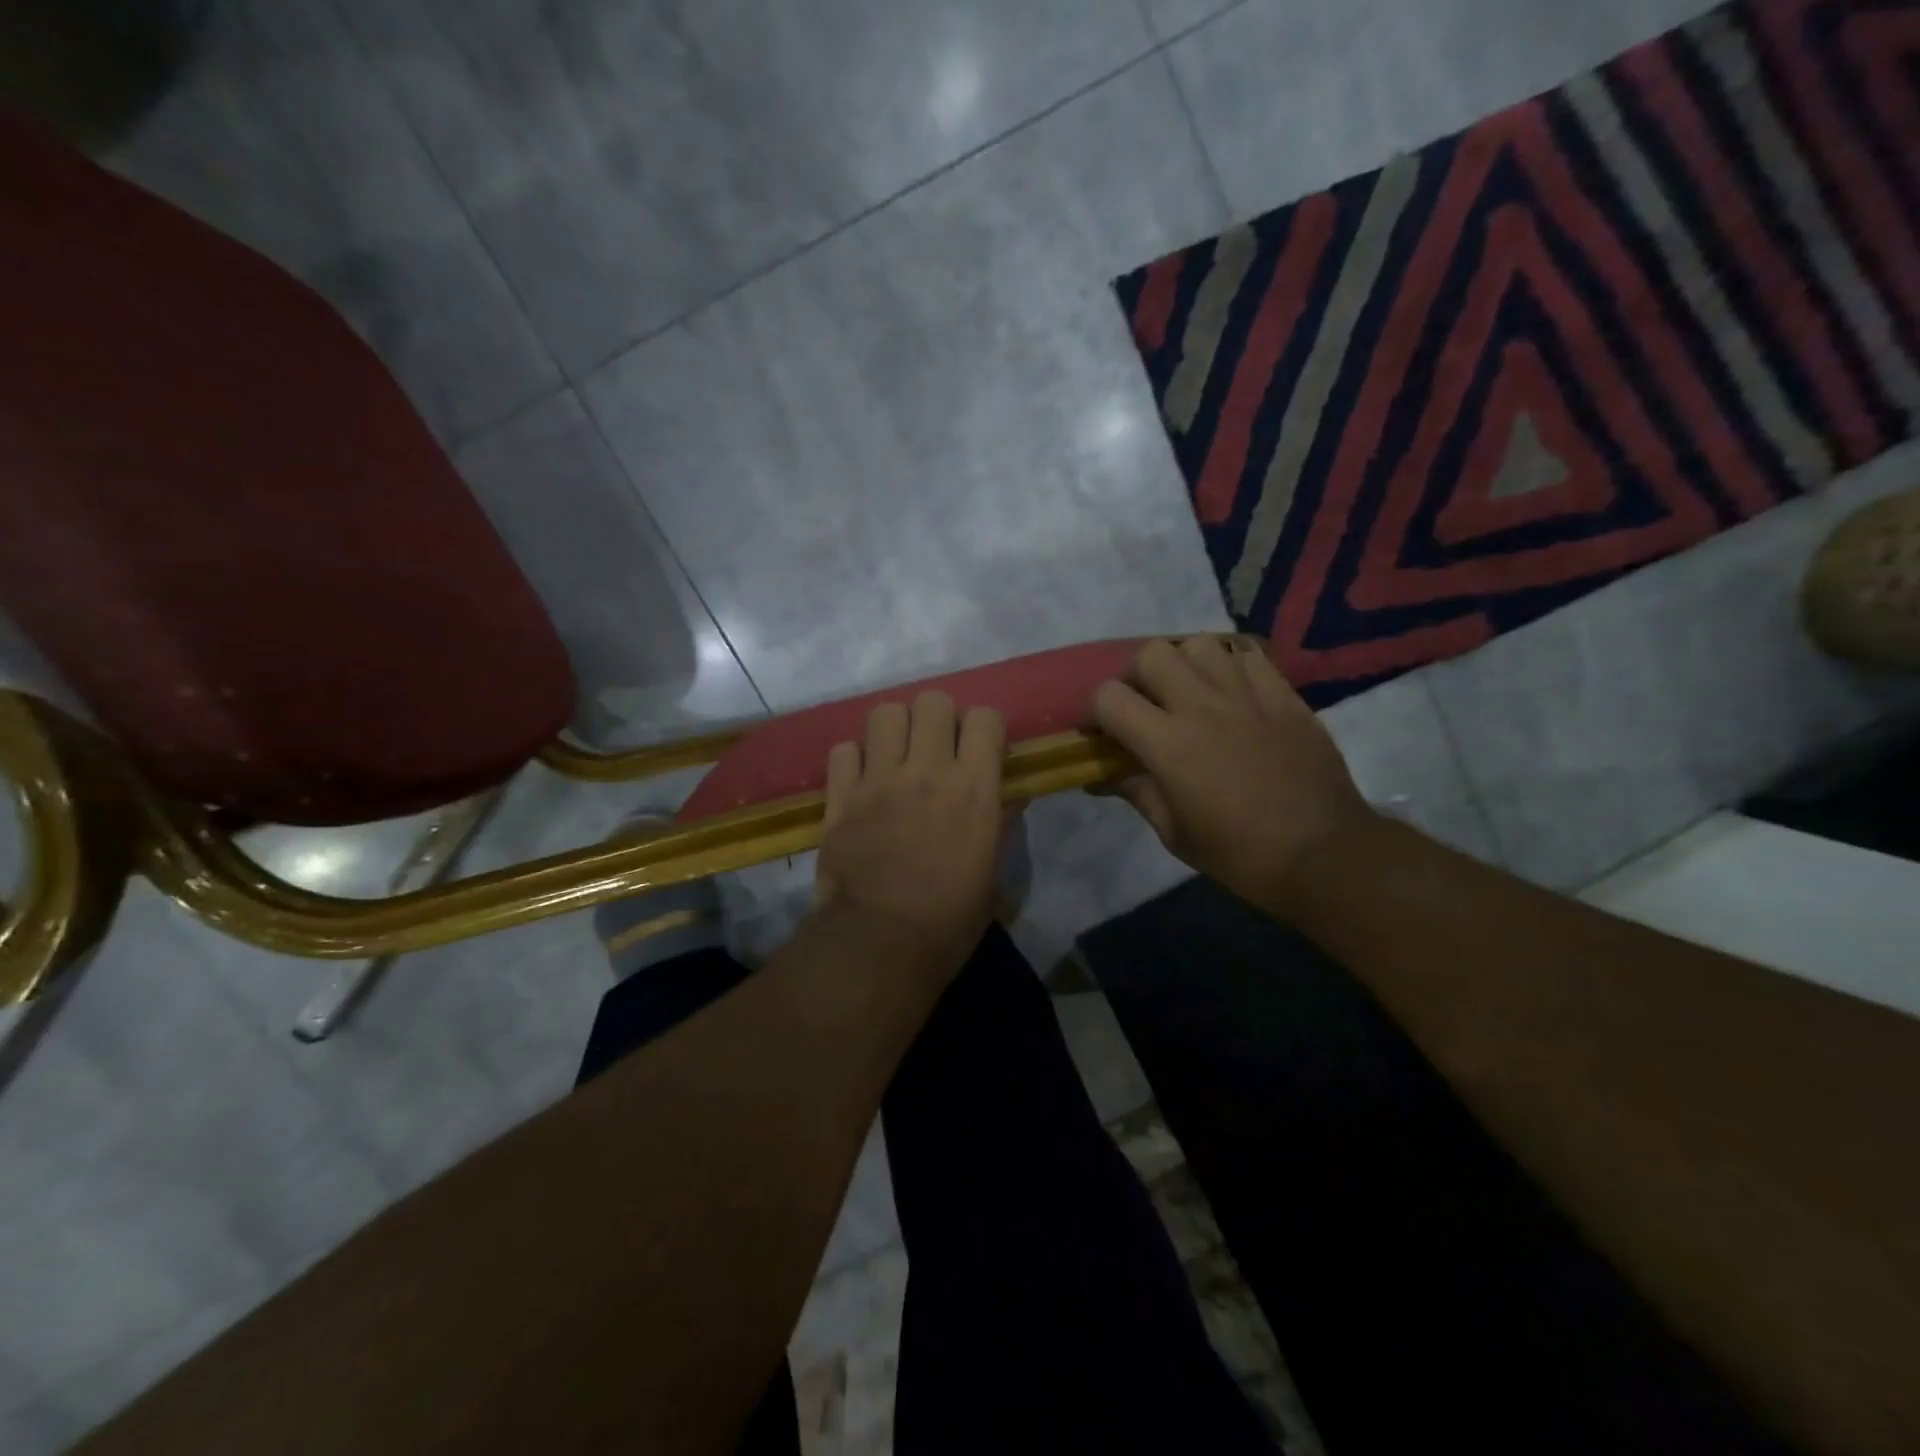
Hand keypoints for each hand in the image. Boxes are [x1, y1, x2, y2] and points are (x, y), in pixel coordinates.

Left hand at [815, 692, 1007, 984]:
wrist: (879, 944)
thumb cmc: (949, 920)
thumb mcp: (993, 875)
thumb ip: (1000, 825)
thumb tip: (1010, 797)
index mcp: (974, 789)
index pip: (985, 717)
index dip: (984, 727)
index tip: (980, 749)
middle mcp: (927, 771)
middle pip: (931, 701)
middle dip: (938, 717)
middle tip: (936, 747)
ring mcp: (878, 780)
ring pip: (884, 713)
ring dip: (895, 728)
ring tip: (897, 755)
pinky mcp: (840, 796)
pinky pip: (844, 749)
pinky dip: (855, 758)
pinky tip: (862, 780)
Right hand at [1091, 637, 1374, 916]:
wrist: (1323, 853)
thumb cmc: (1240, 854)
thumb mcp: (1174, 832)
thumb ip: (1136, 792)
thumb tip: (1102, 777)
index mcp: (1168, 744)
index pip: (1109, 697)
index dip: (1095, 711)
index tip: (1101, 732)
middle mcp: (1202, 707)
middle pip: (1151, 654)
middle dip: (1135, 676)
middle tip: (1144, 704)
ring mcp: (1247, 695)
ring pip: (1199, 644)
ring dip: (1182, 663)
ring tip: (1188, 691)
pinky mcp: (1283, 695)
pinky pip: (1248, 654)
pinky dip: (1229, 664)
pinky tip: (1230, 690)